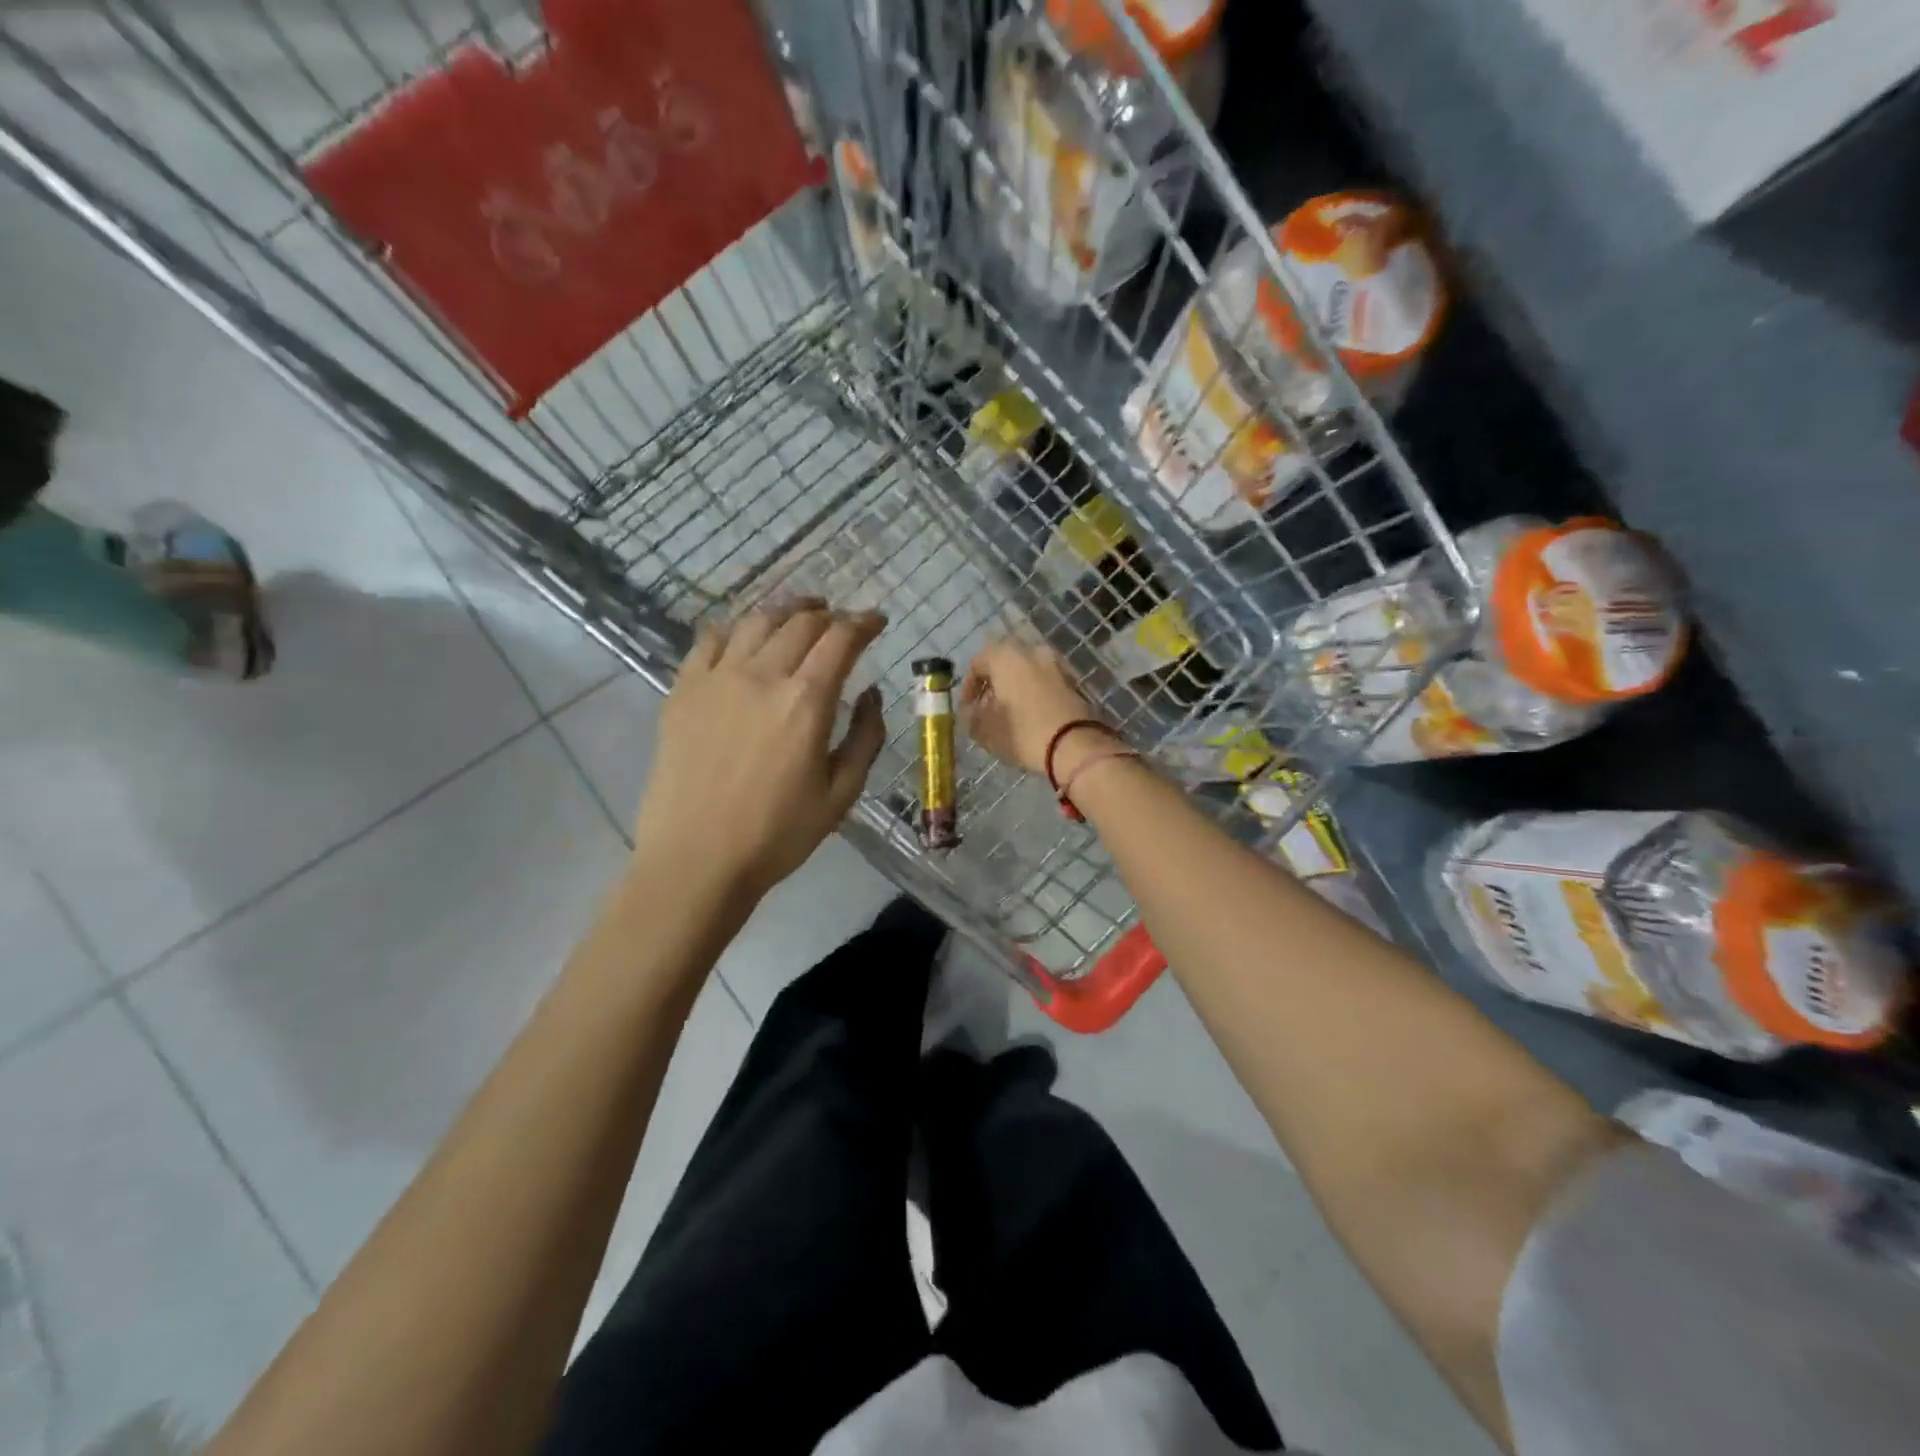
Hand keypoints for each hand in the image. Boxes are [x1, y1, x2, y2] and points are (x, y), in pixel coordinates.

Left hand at [632, 600, 886, 900]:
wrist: (696, 860)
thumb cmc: (778, 834)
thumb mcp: (842, 794)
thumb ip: (866, 737)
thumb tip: (871, 693)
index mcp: (807, 701)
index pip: (842, 639)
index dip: (864, 623)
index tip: (877, 621)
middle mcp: (762, 675)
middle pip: (801, 623)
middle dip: (830, 615)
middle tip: (842, 623)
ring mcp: (716, 679)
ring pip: (756, 621)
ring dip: (786, 611)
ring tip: (800, 615)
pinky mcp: (683, 691)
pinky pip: (710, 640)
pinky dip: (736, 629)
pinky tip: (745, 637)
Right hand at [961, 638, 1106, 776]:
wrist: (1076, 745)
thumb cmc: (1023, 733)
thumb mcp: (986, 730)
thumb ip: (972, 717)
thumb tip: (972, 711)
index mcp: (1006, 657)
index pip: (978, 662)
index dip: (968, 686)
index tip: (967, 707)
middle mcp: (1032, 651)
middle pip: (1005, 663)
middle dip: (994, 683)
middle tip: (988, 707)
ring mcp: (1056, 664)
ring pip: (1027, 670)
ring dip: (1016, 687)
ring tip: (1010, 713)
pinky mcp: (1074, 681)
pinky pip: (1045, 681)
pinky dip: (1035, 692)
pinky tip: (1032, 715)